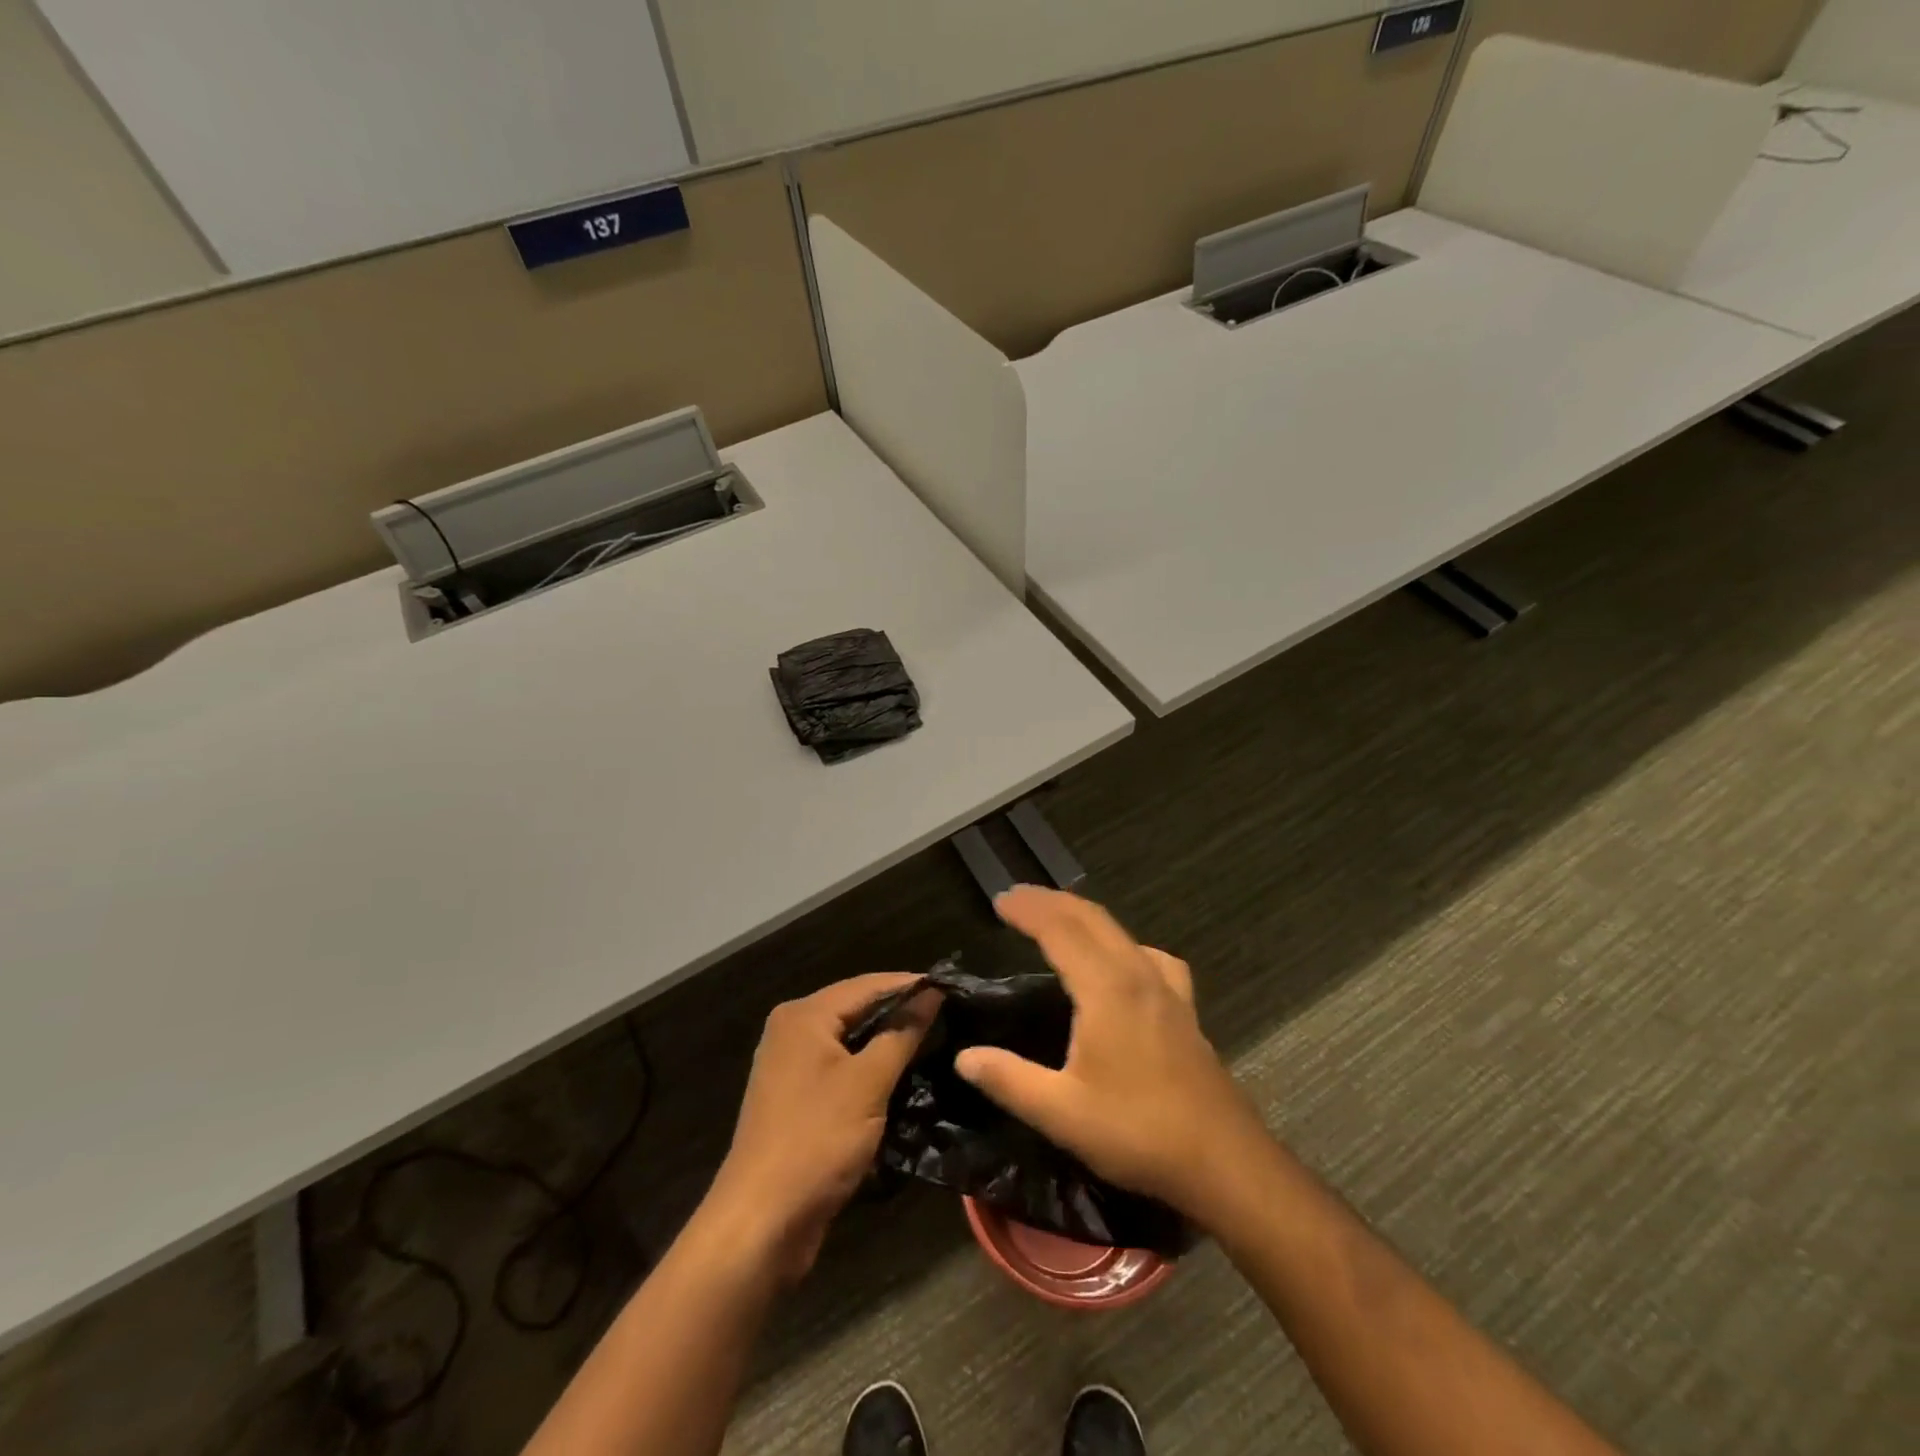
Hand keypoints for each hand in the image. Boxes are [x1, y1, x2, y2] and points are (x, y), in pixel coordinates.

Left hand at [701, 974, 938, 1282]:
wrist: (761, 1222)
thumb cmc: (817, 1139)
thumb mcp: (869, 1082)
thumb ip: (902, 1033)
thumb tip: (932, 993)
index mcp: (805, 1016)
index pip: (868, 984)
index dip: (911, 984)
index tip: (954, 988)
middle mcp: (793, 1031)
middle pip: (857, 1009)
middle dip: (900, 1012)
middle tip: (949, 1014)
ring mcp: (791, 1066)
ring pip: (850, 1041)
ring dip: (887, 1042)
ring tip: (935, 1041)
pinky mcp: (797, 1100)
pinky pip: (841, 1069)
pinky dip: (870, 1069)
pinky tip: (902, 1077)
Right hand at [954, 886, 1269, 1225]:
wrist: (1225, 1162)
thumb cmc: (1139, 1132)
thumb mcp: (1062, 1113)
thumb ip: (1009, 1080)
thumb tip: (964, 1056)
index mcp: (1107, 989)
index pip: (1060, 930)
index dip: (1028, 910)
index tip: (999, 900)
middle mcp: (1138, 975)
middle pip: (1091, 919)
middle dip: (1051, 901)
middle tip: (1016, 898)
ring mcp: (1167, 989)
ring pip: (1120, 932)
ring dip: (1083, 916)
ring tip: (1057, 919)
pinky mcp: (1184, 1008)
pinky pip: (1148, 955)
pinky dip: (1121, 942)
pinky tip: (1123, 963)